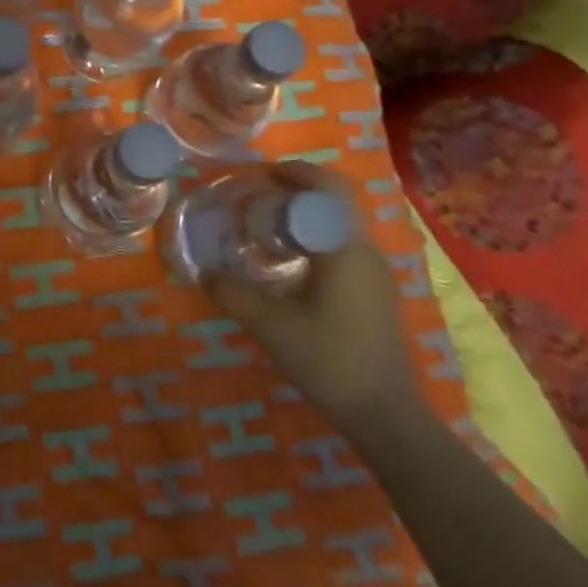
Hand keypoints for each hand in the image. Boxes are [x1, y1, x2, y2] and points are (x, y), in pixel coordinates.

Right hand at [204, 162, 420, 437]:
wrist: (383, 414)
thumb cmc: (328, 360)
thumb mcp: (269, 325)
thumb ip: (232, 293)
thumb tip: (205, 272)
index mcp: (345, 249)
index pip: (329, 188)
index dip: (296, 172)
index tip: (261, 175)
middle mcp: (365, 253)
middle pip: (335, 202)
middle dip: (297, 192)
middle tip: (257, 199)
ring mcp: (375, 275)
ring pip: (339, 226)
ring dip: (305, 216)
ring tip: (266, 228)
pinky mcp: (374, 294)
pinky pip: (342, 248)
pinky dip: (314, 239)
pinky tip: (288, 265)